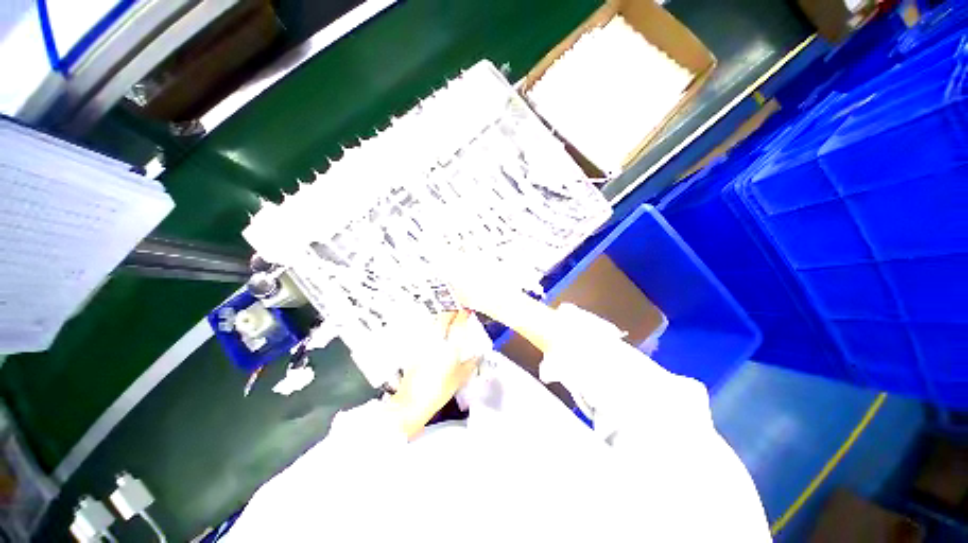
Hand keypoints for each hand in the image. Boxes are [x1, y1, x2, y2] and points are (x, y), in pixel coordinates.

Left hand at [387, 310, 483, 438]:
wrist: (412, 402)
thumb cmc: (439, 390)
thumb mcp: (460, 378)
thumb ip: (471, 364)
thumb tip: (477, 356)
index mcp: (450, 345)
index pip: (458, 322)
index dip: (463, 314)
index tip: (467, 311)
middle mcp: (436, 339)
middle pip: (443, 317)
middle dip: (451, 311)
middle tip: (457, 312)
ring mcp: (424, 342)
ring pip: (433, 321)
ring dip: (441, 317)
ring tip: (447, 319)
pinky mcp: (415, 348)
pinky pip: (426, 331)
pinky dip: (432, 327)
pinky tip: (436, 333)